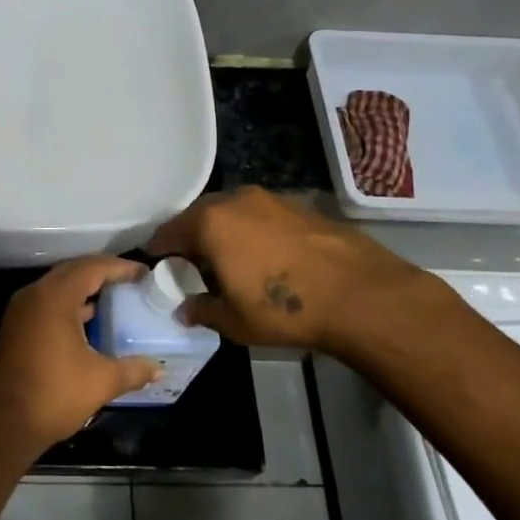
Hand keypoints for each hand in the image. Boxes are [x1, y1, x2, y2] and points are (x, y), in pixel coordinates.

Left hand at [0, 257, 160, 453]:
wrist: (3, 423)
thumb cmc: (53, 395)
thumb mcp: (101, 381)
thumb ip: (133, 370)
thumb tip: (158, 368)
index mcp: (54, 298)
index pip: (91, 268)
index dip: (119, 267)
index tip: (144, 273)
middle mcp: (34, 296)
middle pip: (73, 271)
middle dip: (102, 273)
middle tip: (131, 281)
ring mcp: (22, 311)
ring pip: (58, 288)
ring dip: (85, 289)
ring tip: (116, 299)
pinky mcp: (16, 328)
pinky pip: (48, 304)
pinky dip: (71, 305)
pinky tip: (90, 322)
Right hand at [146, 187, 450, 362]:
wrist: (361, 294)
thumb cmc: (285, 309)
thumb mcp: (233, 321)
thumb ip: (201, 310)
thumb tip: (185, 309)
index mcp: (209, 222)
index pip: (168, 232)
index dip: (159, 252)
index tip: (158, 268)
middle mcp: (235, 200)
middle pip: (199, 216)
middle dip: (191, 238)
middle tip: (192, 266)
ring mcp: (270, 198)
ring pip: (231, 212)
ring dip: (224, 232)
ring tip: (230, 261)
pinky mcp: (299, 204)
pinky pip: (260, 215)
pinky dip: (252, 231)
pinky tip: (266, 257)